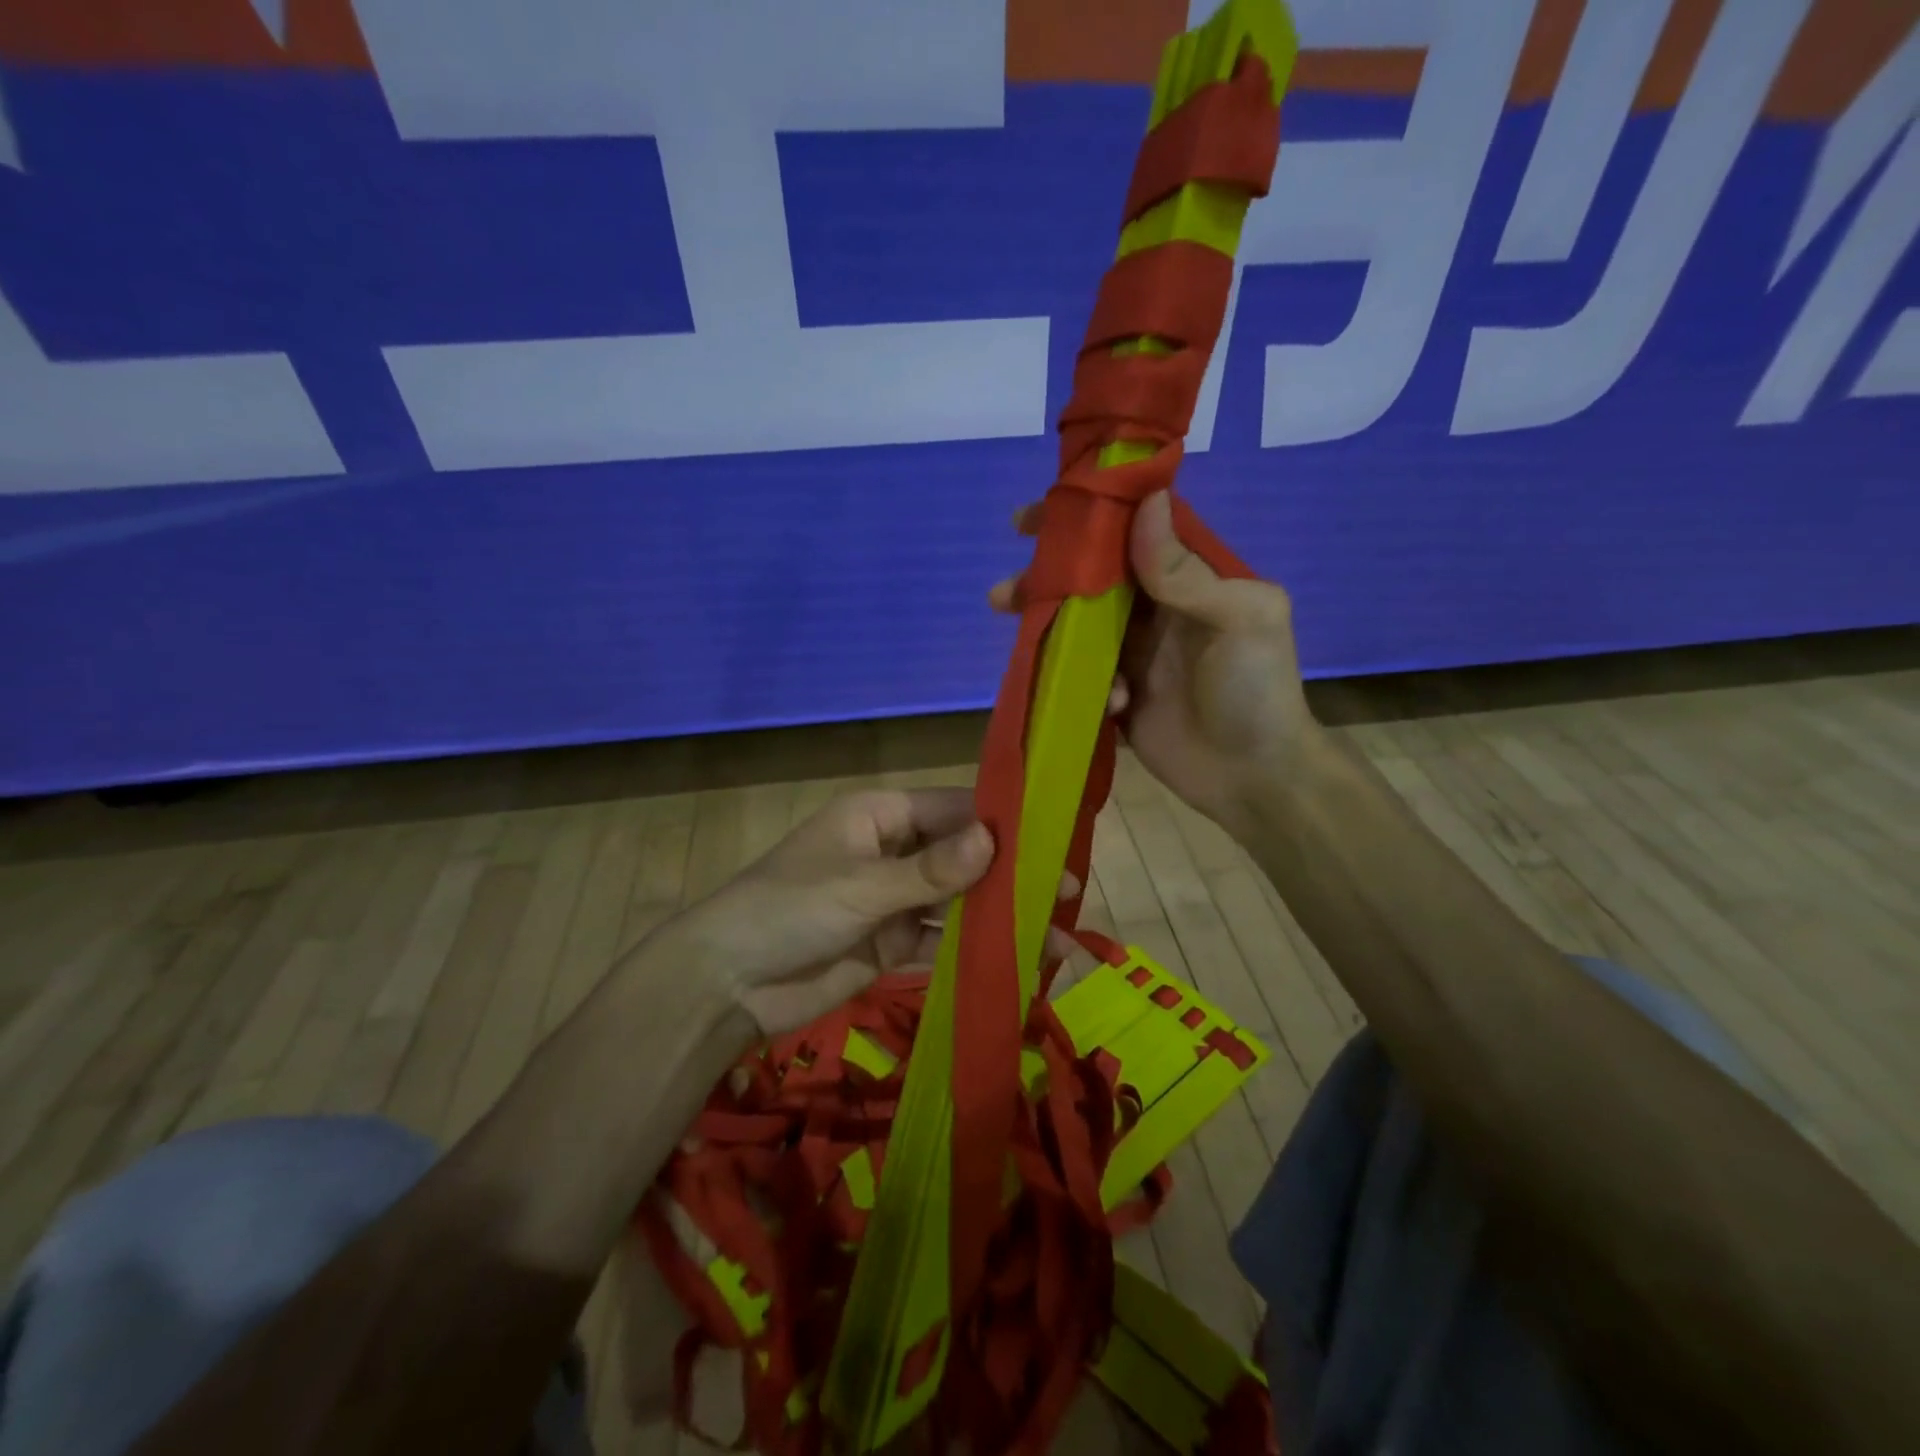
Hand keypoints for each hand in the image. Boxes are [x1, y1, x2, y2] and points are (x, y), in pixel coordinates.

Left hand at [676, 789, 1070, 1036]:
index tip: (1052, 838)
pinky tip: (1015, 962)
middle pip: (961, 857)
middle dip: (1008, 874)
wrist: (727, 984)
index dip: (1000, 822)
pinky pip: (940, 942)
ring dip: (998, 917)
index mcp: (880, 817)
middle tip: (1065, 892)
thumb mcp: (861, 886)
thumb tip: (993, 840)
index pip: (951, 809)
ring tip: (1053, 935)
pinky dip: (973, 952)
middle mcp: (892, 852)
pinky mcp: (890, 945)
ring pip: (957, 903)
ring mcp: (893, 901)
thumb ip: (929, 871)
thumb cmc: (789, 909)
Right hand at [991, 491, 1317, 837]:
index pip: (1134, 531)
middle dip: (1048, 576)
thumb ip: (1187, 571)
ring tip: (1010, 624)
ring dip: (1045, 624)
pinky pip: (1083, 675)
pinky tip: (1113, 704)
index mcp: (1191, 579)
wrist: (1252, 777)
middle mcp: (1157, 608)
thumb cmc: (1256, 690)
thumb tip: (1147, 501)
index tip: (1041, 515)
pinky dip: (1083, 683)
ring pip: (1078, 624)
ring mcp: (1135, 653)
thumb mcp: (1240, 619)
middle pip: (1094, 579)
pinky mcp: (1118, 694)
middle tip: (1007, 587)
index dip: (1090, 517)